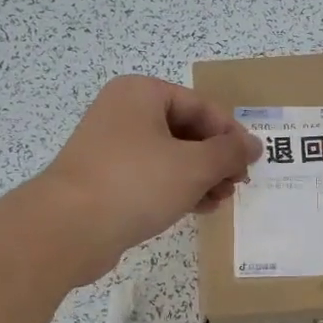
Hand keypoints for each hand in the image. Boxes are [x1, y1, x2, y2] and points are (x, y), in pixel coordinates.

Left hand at [35, 76, 260, 282]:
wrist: (68, 229)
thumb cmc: (136, 183)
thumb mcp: (194, 165)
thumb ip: (229, 152)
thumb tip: (254, 146)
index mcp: (141, 93)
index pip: (201, 106)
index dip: (231, 134)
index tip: (251, 162)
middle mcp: (123, 112)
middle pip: (186, 130)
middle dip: (216, 159)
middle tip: (237, 184)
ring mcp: (111, 146)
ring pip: (170, 156)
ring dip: (200, 177)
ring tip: (221, 200)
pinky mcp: (106, 179)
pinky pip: (151, 177)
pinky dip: (177, 189)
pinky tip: (198, 209)